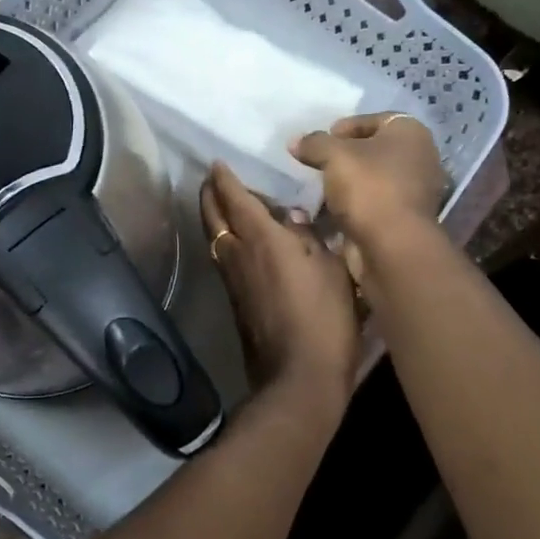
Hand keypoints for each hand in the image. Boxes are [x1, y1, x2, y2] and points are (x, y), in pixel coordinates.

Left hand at [200, 162, 357, 409]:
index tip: (217, 163)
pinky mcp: (235, 302)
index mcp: (261, 238)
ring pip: (214, 238)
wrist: (299, 375)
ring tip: (223, 205)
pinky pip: (223, 258)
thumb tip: (291, 218)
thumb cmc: (324, 317)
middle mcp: (237, 254)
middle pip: (213, 216)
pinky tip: (238, 243)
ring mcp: (232, 280)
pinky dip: (224, 240)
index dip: (224, 178)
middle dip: (209, 194)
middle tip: (211, 180)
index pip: (234, 198)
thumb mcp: (330, 268)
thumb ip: (308, 237)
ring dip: (214, 217)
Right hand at [290, 113, 447, 247]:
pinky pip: (372, 205)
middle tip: (317, 164)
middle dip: (343, 158)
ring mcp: (414, 191)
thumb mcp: (334, 155)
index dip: (345, 127)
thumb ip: (314, 143)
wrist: (392, 245)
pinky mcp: (403, 219)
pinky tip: (328, 211)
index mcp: (411, 133)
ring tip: (318, 189)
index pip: (374, 120)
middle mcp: (420, 158)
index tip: (322, 142)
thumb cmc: (369, 187)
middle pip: (372, 151)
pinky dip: (351, 206)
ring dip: (344, 184)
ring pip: (371, 180)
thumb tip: (296, 141)